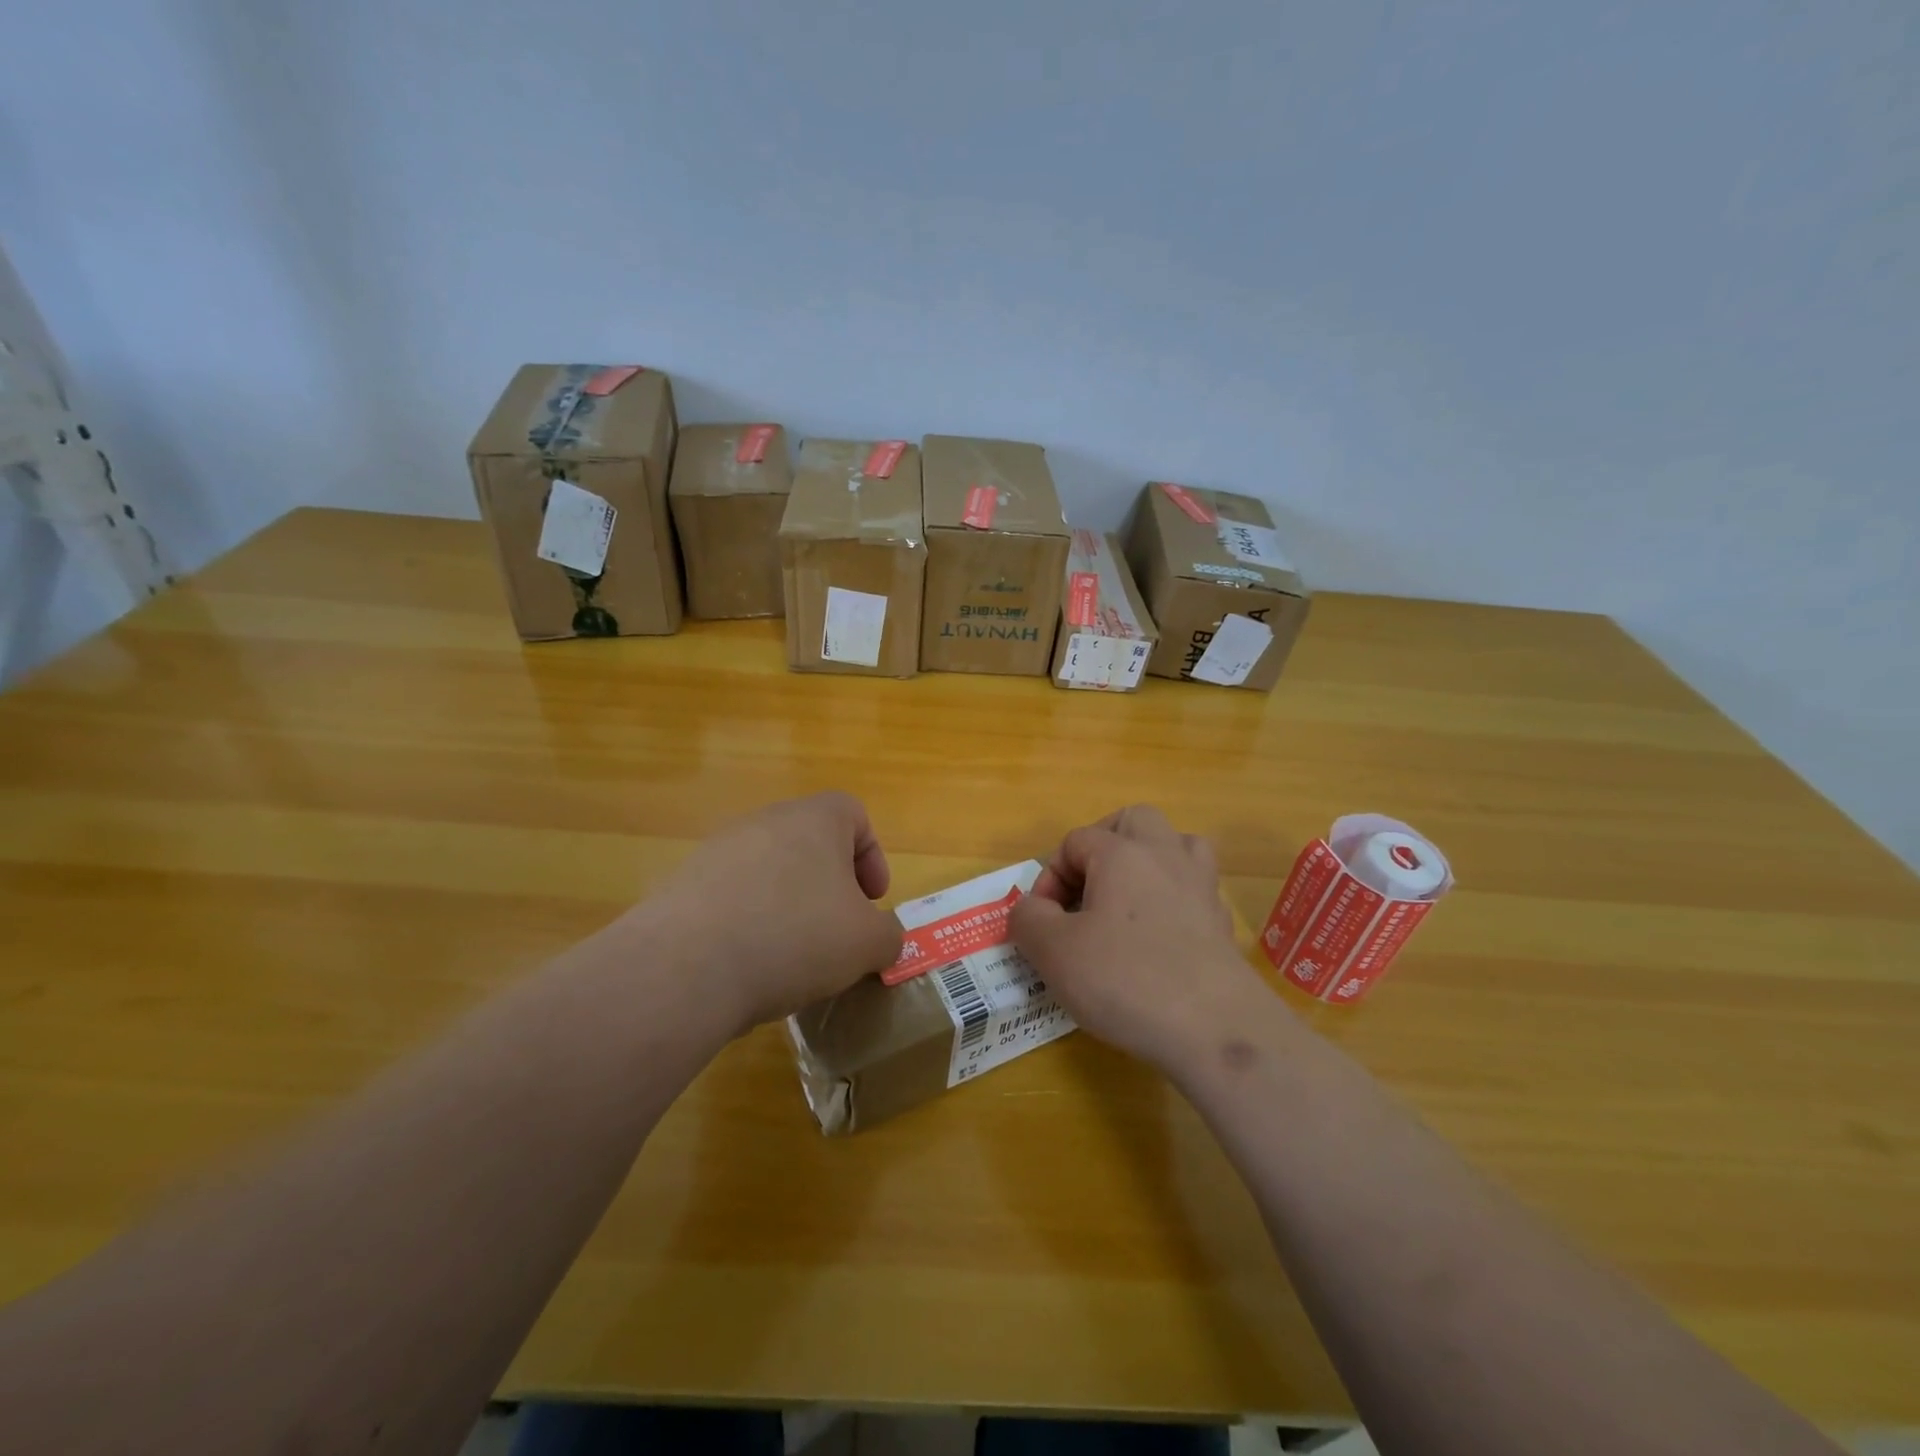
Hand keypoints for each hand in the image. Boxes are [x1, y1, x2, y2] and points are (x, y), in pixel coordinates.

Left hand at [635, 792, 903, 1035]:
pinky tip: (748, 966)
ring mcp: (717, 851)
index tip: (871, 901)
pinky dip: (748, 923)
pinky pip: (731, 897)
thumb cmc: (795, 937)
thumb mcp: (866, 943)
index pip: (853, 813)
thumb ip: (888, 936)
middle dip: (831, 885)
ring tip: (792, 956)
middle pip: (810, 843)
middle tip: (838, 930)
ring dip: (789, 905)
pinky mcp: (683, 885)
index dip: (872, 856)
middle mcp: (764, 822)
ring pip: (770, 871)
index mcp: (814, 819)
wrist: (686, 967)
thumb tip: (881, 939)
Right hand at [1009, 804, 1267, 1070]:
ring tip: (1126, 899)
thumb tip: (1032, 908)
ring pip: (1176, 845)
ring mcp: (1201, 887)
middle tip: (1086, 888)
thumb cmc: (1125, 979)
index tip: (1043, 921)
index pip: (1074, 841)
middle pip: (1134, 821)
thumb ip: (1028, 918)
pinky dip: (1172, 900)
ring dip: (1147, 862)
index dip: (1049, 877)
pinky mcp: (1221, 923)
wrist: (1215, 1028)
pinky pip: (1194, 890)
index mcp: (1122, 853)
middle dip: (1104, 845)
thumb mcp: (1054, 952)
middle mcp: (1165, 856)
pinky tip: (1158, 938)